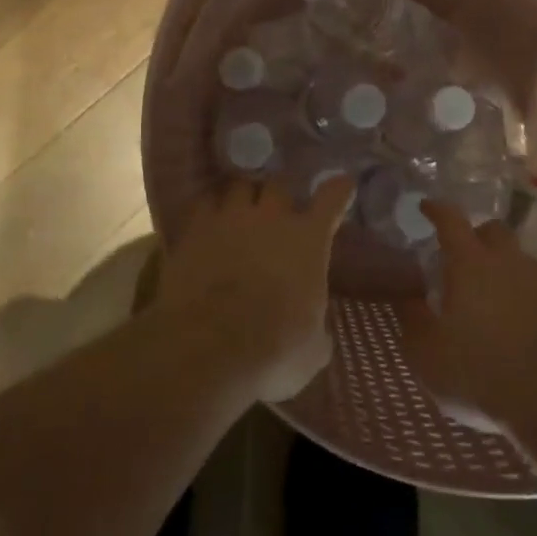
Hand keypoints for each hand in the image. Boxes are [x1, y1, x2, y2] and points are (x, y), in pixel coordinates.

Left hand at [155, 175, 355, 402]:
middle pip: (278, 185)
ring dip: (243, 197)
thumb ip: (316, 331)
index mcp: (308, 240)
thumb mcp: (311, 351)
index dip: (338, 190)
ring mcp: (230, 218)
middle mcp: (271, 218)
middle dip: (279, 198)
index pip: (331, 200)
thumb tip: (317, 334)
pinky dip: (209, 210)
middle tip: (276, 213)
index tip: (342, 184)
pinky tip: (207, 224)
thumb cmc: (274, 351)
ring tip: (239, 212)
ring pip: (239, 186)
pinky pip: (204, 204)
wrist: (209, 347)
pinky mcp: (194, 229)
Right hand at [398, 201, 536, 424]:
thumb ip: (413, 321)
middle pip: (493, 230)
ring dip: (504, 268)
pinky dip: (525, 296)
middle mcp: (508, 261)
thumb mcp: (429, 354)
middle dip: (477, 235)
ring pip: (520, 260)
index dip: (436, 210)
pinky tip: (518, 323)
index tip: (426, 206)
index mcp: (470, 262)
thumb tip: (407, 298)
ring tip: (490, 294)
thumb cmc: (483, 369)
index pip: (451, 220)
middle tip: (462, 255)